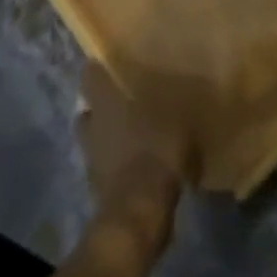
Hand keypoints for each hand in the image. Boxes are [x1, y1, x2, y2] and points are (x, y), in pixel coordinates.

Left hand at [78, 63, 194, 250]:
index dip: (101, 67)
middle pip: (90, 107)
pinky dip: (117, 162)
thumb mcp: (178, 118)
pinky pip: (106, 164)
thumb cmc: (156, 153)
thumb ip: (176, 100)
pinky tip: (139, 162)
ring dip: (109, 135)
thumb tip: (187, 84)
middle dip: (105, 104)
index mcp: (106, 102)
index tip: (115, 61)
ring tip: (136, 132)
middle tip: (128, 98)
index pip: (91, 75)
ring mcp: (92, 157)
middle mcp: (93, 124)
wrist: (138, 215)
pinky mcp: (97, 186)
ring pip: (95, 137)